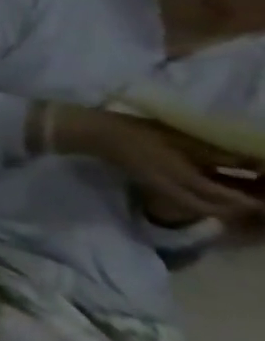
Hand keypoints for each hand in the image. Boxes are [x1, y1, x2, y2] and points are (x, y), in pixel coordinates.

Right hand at [58, 106, 264, 225]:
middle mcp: (177, 190)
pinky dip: (209, 197)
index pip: (228, 198)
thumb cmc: (135, 132)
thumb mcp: (176, 138)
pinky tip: (213, 186)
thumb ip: (214, 153)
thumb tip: (253, 163)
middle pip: (218, 209)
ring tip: (243, 193)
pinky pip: (192, 199)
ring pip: (205, 206)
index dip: (253, 200)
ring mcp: (165, 189)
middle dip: (241, 206)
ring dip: (225, 204)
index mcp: (183, 178)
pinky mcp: (159, 184)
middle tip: (260, 197)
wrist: (93, 133)